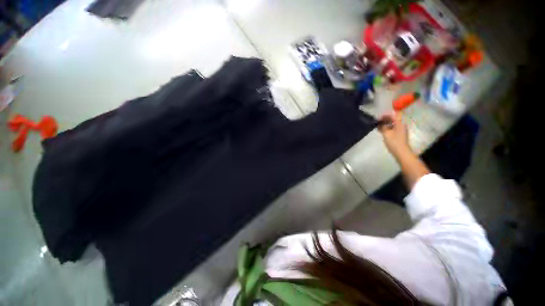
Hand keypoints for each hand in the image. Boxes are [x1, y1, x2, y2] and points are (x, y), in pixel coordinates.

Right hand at [378, 112, 411, 157]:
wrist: (401, 152)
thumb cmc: (394, 142)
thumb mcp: (386, 133)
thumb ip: (382, 127)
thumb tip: (379, 124)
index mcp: (400, 123)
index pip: (394, 115)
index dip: (386, 115)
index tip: (379, 117)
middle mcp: (401, 125)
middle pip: (394, 119)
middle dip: (385, 119)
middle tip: (377, 121)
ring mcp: (401, 130)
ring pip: (393, 124)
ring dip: (386, 124)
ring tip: (377, 126)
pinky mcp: (399, 134)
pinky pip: (393, 128)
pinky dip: (387, 128)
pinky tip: (381, 130)